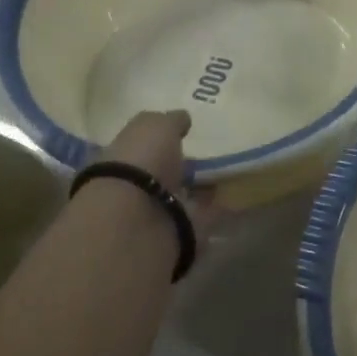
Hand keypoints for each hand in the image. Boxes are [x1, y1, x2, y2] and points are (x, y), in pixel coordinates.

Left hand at [94, 110, 219, 246]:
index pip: (139, 149)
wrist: (139, 222)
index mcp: (120, 160)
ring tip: (227, 175)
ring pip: (182, 198)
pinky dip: (218, 210)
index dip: (158, 143)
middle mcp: (135, 189)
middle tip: (208, 156)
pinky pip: (204, 218)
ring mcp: (158, 216)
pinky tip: (236, 197)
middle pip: (162, 176)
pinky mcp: (182, 237)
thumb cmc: (139, 164)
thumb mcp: (153, 126)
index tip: (184, 136)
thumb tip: (182, 118)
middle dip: (180, 168)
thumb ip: (169, 121)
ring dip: (200, 190)